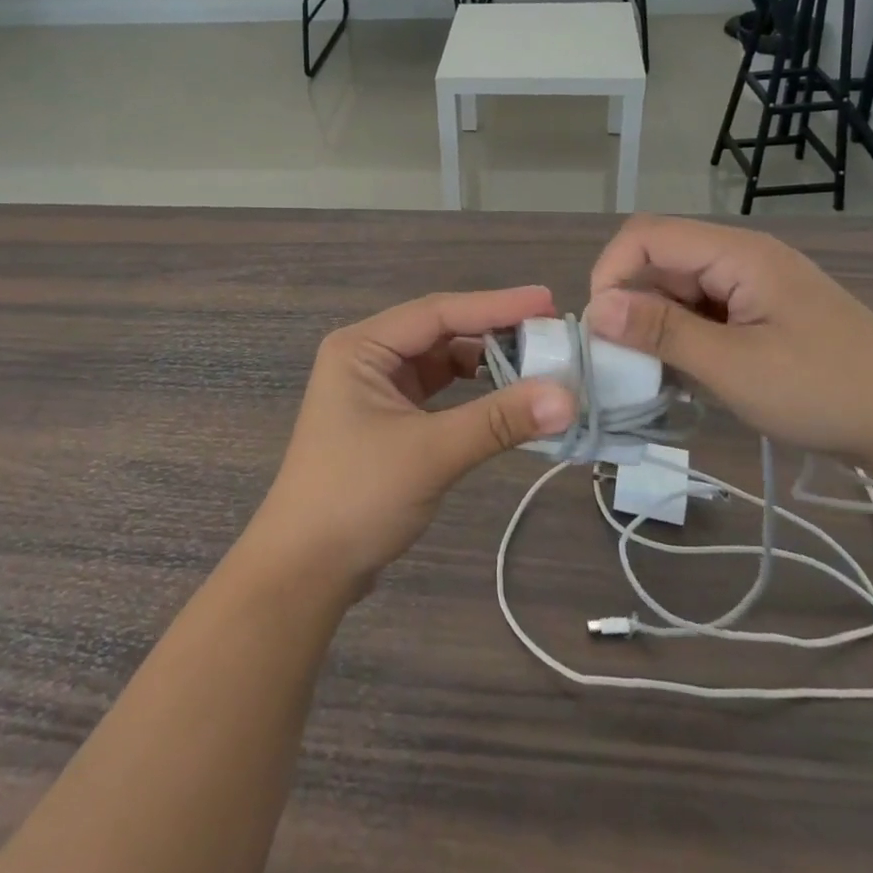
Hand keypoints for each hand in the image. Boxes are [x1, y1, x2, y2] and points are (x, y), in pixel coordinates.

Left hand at [247, 287, 575, 590]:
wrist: (304, 570)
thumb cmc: (356, 497)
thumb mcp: (430, 453)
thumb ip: (498, 420)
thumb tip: (568, 397)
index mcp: (362, 346)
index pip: (438, 312)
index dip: (496, 305)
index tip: (548, 302)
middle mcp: (368, 356)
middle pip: (441, 331)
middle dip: (494, 331)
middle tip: (550, 333)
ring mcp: (377, 388)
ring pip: (442, 361)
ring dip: (486, 362)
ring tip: (537, 363)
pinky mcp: (389, 418)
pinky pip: (439, 391)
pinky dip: (472, 392)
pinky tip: (505, 396)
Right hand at [585, 216, 872, 467]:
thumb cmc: (826, 390)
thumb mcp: (734, 366)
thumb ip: (662, 331)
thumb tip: (597, 308)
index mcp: (735, 253)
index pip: (646, 236)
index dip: (611, 273)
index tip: (602, 330)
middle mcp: (740, 258)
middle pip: (660, 261)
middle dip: (631, 305)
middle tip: (623, 362)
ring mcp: (753, 287)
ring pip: (678, 290)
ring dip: (656, 326)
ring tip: (653, 375)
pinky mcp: (761, 315)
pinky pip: (703, 313)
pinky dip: (683, 339)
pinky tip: (687, 376)